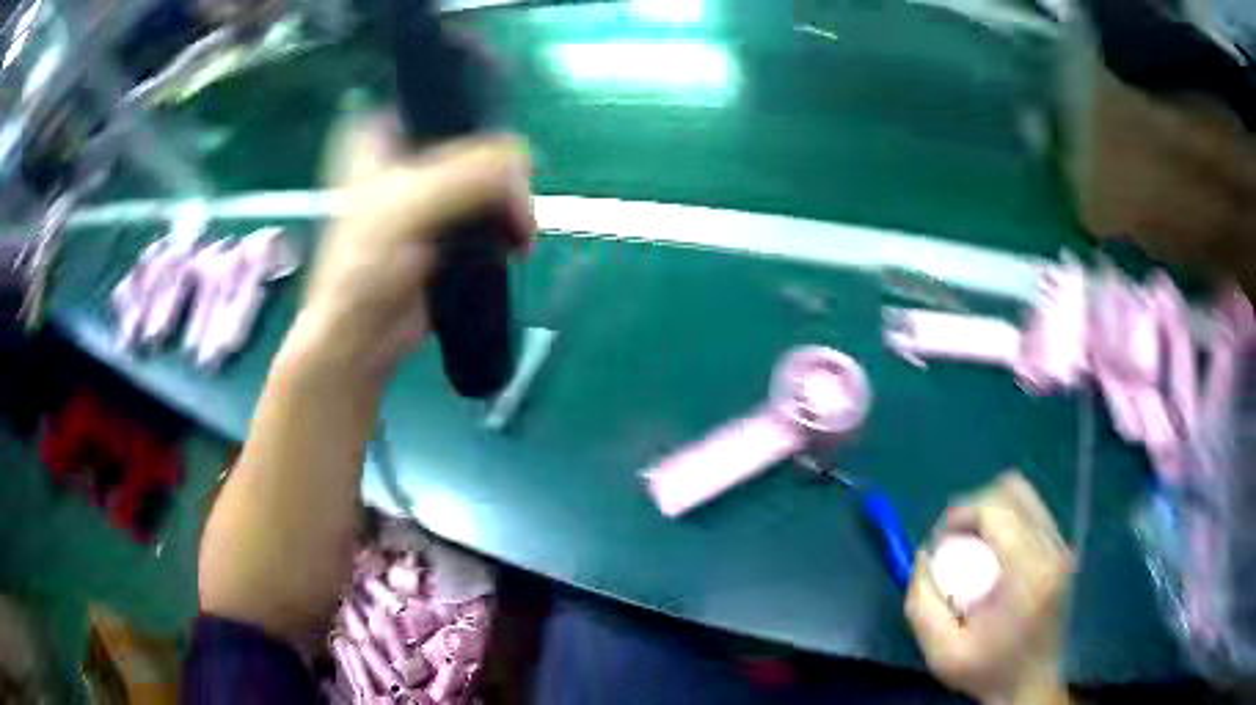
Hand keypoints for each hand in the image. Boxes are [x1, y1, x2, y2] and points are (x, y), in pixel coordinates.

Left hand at [296, 114, 533, 377]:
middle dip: (503, 174)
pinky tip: (516, 239)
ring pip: (487, 175)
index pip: (448, 104)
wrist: (360, 337)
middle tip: (518, 209)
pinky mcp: (444, 223)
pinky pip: (488, 206)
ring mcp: (426, 189)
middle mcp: (404, 153)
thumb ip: (471, 172)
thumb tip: (526, 162)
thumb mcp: (413, 204)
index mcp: (382, 132)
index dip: (483, 122)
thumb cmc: (364, 266)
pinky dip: (507, 220)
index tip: (505, 159)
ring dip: (510, 200)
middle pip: (477, 141)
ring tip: (520, 233)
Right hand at [906, 472, 1074, 704]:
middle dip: (976, 506)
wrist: (1031, 685)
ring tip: (974, 542)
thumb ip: (921, 604)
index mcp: (1029, 573)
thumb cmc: (989, 671)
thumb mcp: (942, 653)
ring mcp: (1062, 548)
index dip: (962, 510)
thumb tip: (923, 555)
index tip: (940, 538)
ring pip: (1026, 496)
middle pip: (1013, 491)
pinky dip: (1009, 520)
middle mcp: (1052, 550)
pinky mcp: (1064, 551)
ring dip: (993, 510)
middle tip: (955, 538)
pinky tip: (995, 552)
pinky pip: (1034, 513)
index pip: (997, 509)